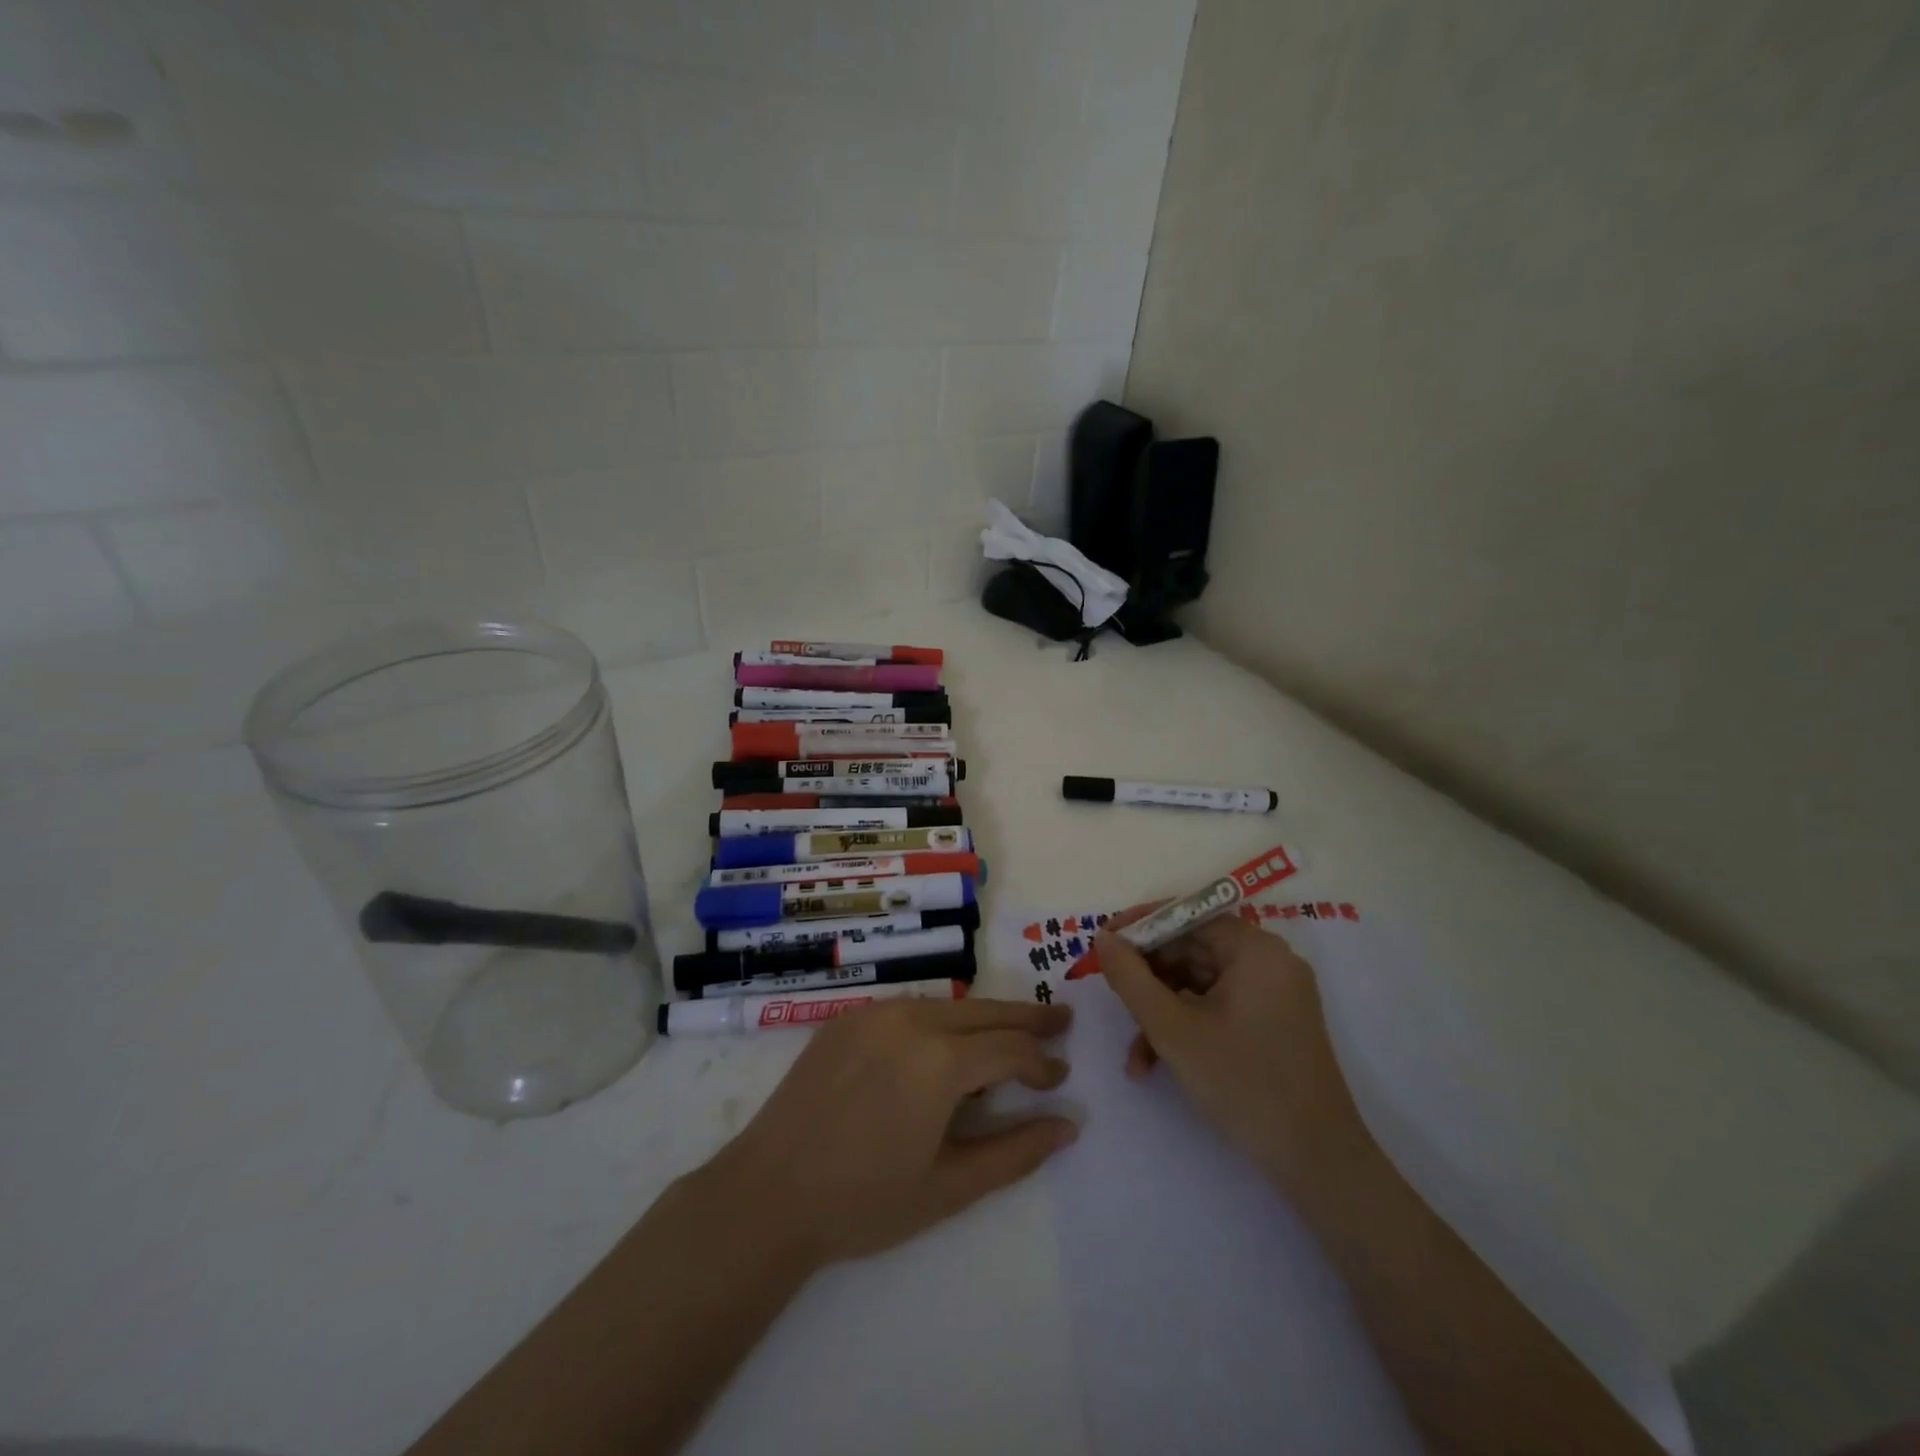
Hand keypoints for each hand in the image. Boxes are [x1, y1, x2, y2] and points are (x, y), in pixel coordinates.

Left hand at [705, 997, 1077, 1268]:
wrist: (768, 1194)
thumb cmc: (864, 1201)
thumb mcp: (949, 1187)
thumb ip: (1015, 1153)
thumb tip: (1068, 1126)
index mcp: (940, 1061)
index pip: (1010, 1049)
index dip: (1041, 1062)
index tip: (1060, 1078)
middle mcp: (911, 1020)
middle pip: (983, 1011)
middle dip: (1026, 1017)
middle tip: (1060, 1019)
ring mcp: (875, 1013)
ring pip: (946, 1005)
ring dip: (983, 1016)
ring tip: (1010, 1029)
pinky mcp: (847, 1018)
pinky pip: (908, 1010)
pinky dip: (939, 1020)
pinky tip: (946, 1040)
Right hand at [1094, 909, 1367, 1191]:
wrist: (1317, 1163)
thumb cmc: (1243, 1083)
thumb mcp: (1173, 1029)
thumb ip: (1130, 978)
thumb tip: (1103, 938)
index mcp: (1255, 949)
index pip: (1186, 916)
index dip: (1139, 928)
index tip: (1101, 946)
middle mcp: (1269, 962)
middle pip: (1191, 950)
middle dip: (1147, 981)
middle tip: (1112, 1001)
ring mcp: (1274, 995)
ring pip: (1199, 985)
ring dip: (1161, 1013)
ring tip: (1134, 1057)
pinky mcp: (1273, 1024)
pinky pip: (1217, 1008)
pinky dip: (1186, 1028)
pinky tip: (1156, 1064)